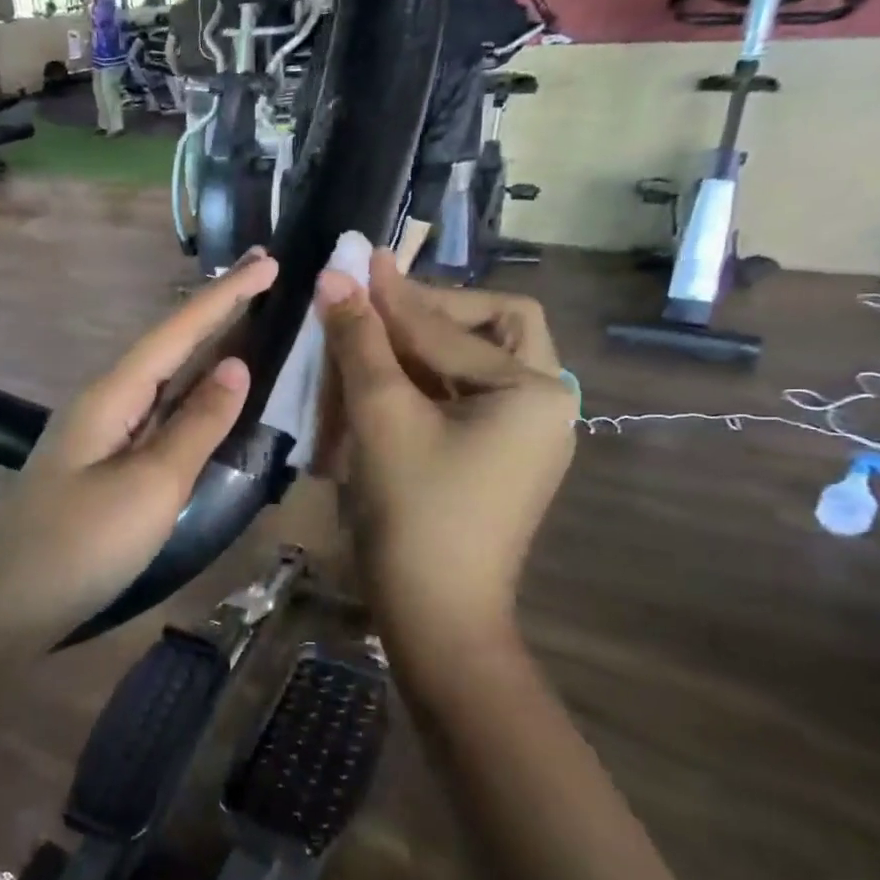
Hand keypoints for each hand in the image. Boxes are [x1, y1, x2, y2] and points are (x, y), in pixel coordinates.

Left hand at [0, 253, 278, 642]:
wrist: (4, 605)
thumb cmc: (81, 544)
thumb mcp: (151, 485)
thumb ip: (196, 426)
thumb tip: (236, 366)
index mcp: (112, 394)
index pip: (177, 331)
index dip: (224, 296)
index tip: (267, 262)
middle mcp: (105, 402)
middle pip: (168, 345)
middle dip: (215, 311)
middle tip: (262, 278)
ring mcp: (101, 434)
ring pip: (162, 379)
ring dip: (203, 349)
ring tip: (246, 322)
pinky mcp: (104, 465)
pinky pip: (156, 414)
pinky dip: (189, 395)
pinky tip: (205, 396)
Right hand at [316, 252, 576, 644]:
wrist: (436, 617)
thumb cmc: (414, 511)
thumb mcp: (382, 417)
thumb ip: (361, 342)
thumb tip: (336, 277)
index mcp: (532, 392)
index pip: (451, 326)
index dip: (394, 297)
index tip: (355, 262)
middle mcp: (543, 406)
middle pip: (493, 328)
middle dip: (433, 313)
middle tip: (377, 309)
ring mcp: (525, 437)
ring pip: (477, 364)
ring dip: (425, 346)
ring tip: (372, 339)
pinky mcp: (500, 460)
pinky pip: (467, 399)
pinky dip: (427, 382)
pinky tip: (385, 382)